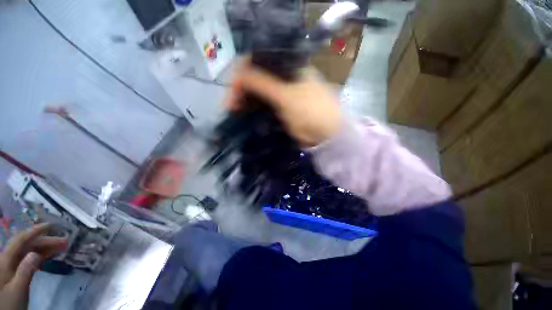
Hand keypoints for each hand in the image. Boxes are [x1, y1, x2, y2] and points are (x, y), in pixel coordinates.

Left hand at [0, 223, 67, 309]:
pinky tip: (50, 255)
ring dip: (46, 247)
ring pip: (30, 251)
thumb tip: (35, 254)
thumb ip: (24, 272)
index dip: (34, 231)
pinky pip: (30, 258)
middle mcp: (9, 258)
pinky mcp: (18, 270)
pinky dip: (42, 254)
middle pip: (28, 245)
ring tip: (63, 247)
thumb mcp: (17, 290)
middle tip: (65, 241)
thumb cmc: (9, 302)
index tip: (50, 225)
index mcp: (6, 260)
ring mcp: (13, 265)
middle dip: (46, 241)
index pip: (21, 240)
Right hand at [228, 63, 341, 146]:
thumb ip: (263, 83)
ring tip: (234, 112)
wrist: (326, 135)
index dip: (242, 75)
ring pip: (258, 92)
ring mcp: (283, 94)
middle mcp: (284, 78)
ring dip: (245, 100)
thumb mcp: (287, 96)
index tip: (233, 93)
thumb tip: (238, 74)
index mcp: (288, 67)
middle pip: (256, 77)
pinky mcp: (281, 108)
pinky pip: (263, 105)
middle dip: (240, 90)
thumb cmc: (311, 112)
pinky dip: (253, 109)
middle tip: (230, 106)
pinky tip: (245, 115)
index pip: (258, 62)